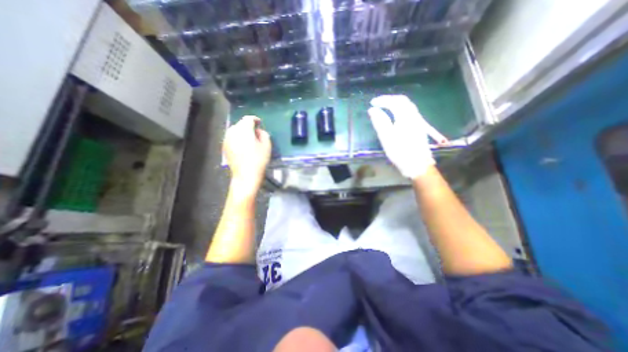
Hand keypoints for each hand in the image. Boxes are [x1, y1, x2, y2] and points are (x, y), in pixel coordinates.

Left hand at [223, 116, 269, 196]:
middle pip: (240, 124)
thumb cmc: (259, 159)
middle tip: (255, 133)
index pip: (248, 118)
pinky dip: (237, 138)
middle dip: (248, 126)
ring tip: (249, 139)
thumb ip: (263, 134)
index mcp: (244, 129)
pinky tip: (242, 146)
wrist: (245, 175)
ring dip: (242, 132)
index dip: (255, 119)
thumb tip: (257, 131)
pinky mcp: (224, 146)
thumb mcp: (267, 145)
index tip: (260, 123)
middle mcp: (233, 131)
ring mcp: (227, 139)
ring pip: (235, 130)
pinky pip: (231, 138)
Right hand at [369, 95, 434, 178]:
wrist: (417, 164)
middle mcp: (414, 115)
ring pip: (408, 106)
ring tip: (385, 107)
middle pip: (403, 101)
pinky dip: (401, 109)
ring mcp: (418, 121)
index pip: (394, 101)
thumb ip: (379, 121)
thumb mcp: (386, 137)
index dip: (382, 100)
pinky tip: (396, 115)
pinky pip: (410, 111)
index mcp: (405, 117)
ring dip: (396, 103)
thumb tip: (373, 109)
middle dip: (390, 99)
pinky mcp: (419, 127)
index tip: (372, 103)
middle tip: (379, 103)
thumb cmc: (400, 151)